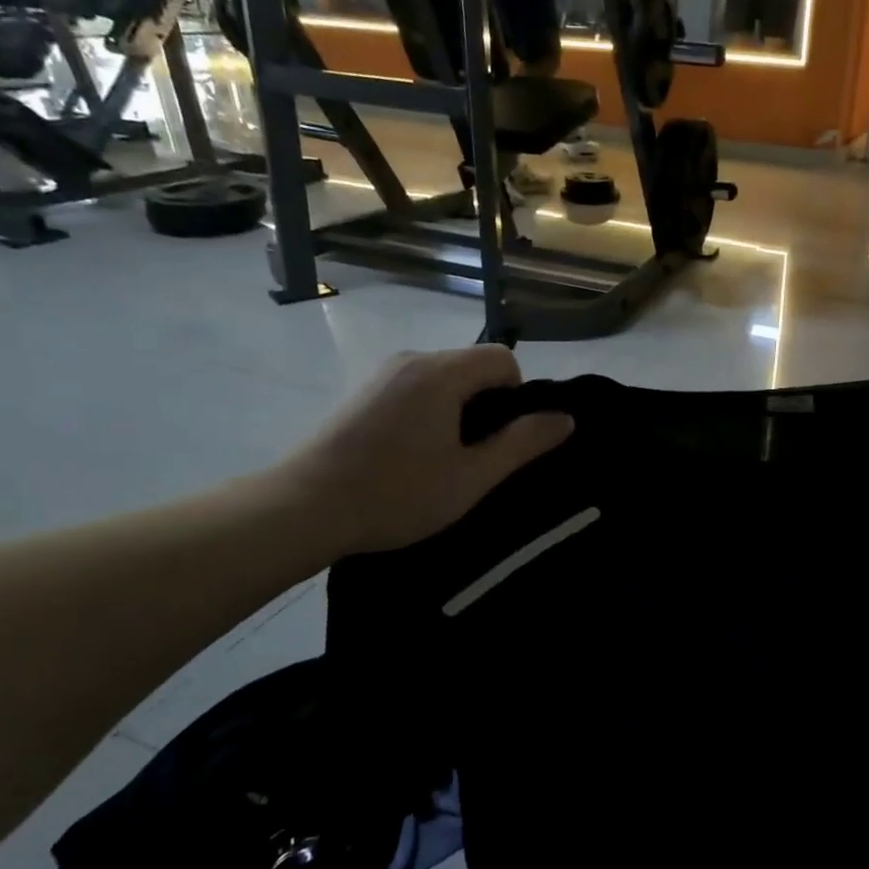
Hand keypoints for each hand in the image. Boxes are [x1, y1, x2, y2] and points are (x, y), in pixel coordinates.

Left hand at [276, 346, 572, 557]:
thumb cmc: (396, 495)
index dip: (517, 396)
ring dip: (458, 410)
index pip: (503, 359)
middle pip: (473, 365)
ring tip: (444, 459)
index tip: (502, 440)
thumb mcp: (472, 477)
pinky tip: (411, 455)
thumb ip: (522, 444)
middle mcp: (411, 359)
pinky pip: (415, 388)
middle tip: (477, 456)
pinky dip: (430, 411)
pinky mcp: (361, 392)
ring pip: (444, 378)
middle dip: (488, 404)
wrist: (303, 508)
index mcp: (441, 373)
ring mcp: (381, 374)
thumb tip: (565, 418)